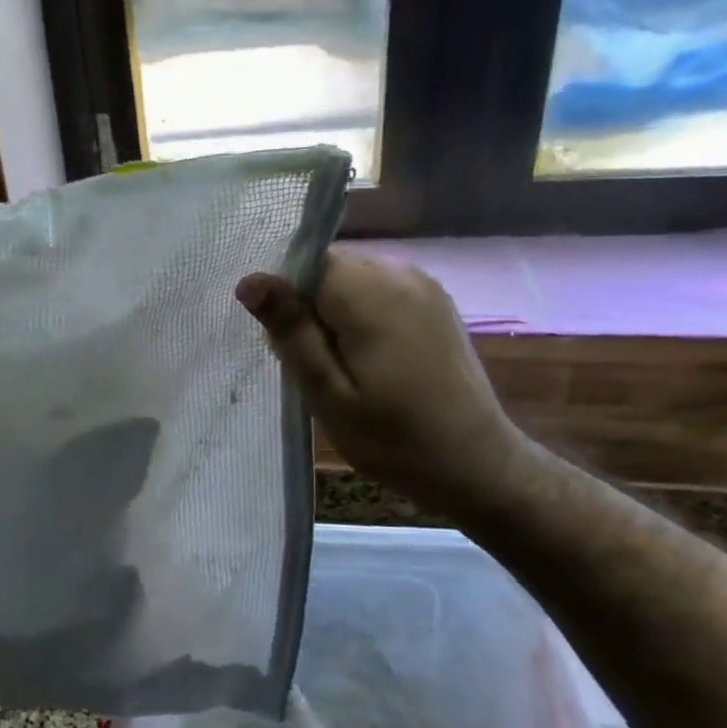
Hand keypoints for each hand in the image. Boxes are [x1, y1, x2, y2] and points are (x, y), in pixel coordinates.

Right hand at [237, 250, 531, 512]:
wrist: (476, 464)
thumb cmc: (393, 439)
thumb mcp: (328, 393)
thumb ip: (290, 331)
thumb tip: (250, 280)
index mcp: (372, 293)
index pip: (306, 264)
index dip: (287, 300)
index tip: (290, 347)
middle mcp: (401, 273)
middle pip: (331, 269)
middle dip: (310, 308)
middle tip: (313, 368)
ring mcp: (424, 286)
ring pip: (354, 281)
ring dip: (335, 314)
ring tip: (341, 369)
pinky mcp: (436, 303)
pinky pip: (380, 293)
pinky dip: (363, 317)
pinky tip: (370, 362)